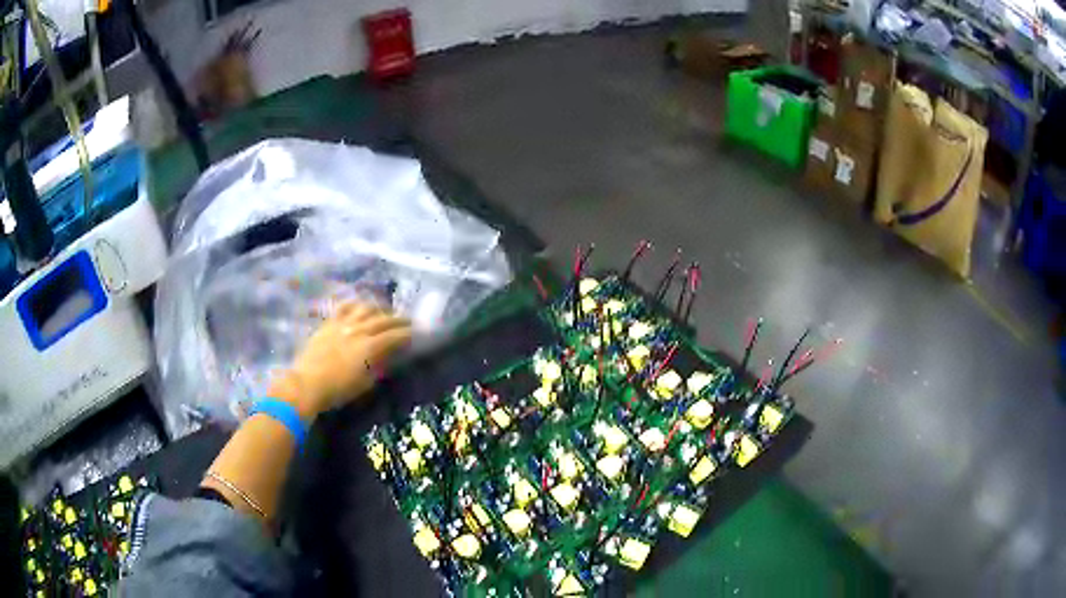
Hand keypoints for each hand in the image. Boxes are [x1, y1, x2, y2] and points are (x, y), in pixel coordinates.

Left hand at [270, 302, 411, 419]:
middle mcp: (359, 330)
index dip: (408, 334)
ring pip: (365, 308)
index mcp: (370, 347)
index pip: (396, 335)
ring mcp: (343, 323)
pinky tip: (359, 307)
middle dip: (398, 319)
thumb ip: (379, 366)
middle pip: (384, 319)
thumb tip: (389, 356)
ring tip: (383, 312)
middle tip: (407, 321)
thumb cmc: (338, 390)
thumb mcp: (365, 383)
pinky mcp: (329, 322)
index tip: (416, 334)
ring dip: (378, 308)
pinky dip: (355, 305)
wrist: (306, 384)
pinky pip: (344, 307)